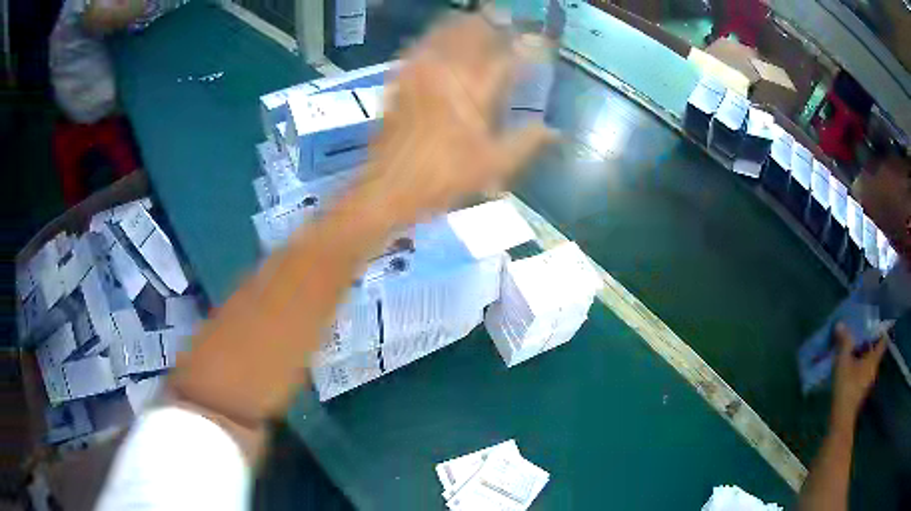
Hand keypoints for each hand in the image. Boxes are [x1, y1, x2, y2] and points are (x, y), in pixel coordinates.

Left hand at [355, 14, 555, 225]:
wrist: (390, 186)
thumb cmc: (445, 177)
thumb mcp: (493, 165)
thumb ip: (526, 142)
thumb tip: (554, 130)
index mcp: (474, 91)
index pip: (506, 57)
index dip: (524, 45)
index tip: (536, 39)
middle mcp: (447, 72)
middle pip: (472, 34)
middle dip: (492, 23)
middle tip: (506, 18)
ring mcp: (419, 72)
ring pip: (444, 34)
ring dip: (464, 24)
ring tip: (478, 19)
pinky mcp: (400, 79)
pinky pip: (418, 47)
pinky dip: (433, 37)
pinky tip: (439, 36)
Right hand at [831, 323, 886, 426]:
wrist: (840, 419)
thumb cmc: (846, 388)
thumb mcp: (843, 362)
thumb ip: (844, 342)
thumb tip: (841, 324)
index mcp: (873, 360)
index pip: (882, 340)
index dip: (881, 330)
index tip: (875, 321)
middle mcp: (873, 369)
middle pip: (874, 350)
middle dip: (868, 340)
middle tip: (859, 330)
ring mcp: (866, 381)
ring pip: (867, 362)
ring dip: (861, 354)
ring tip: (851, 347)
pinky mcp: (859, 390)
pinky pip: (861, 371)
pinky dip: (857, 365)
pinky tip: (847, 365)